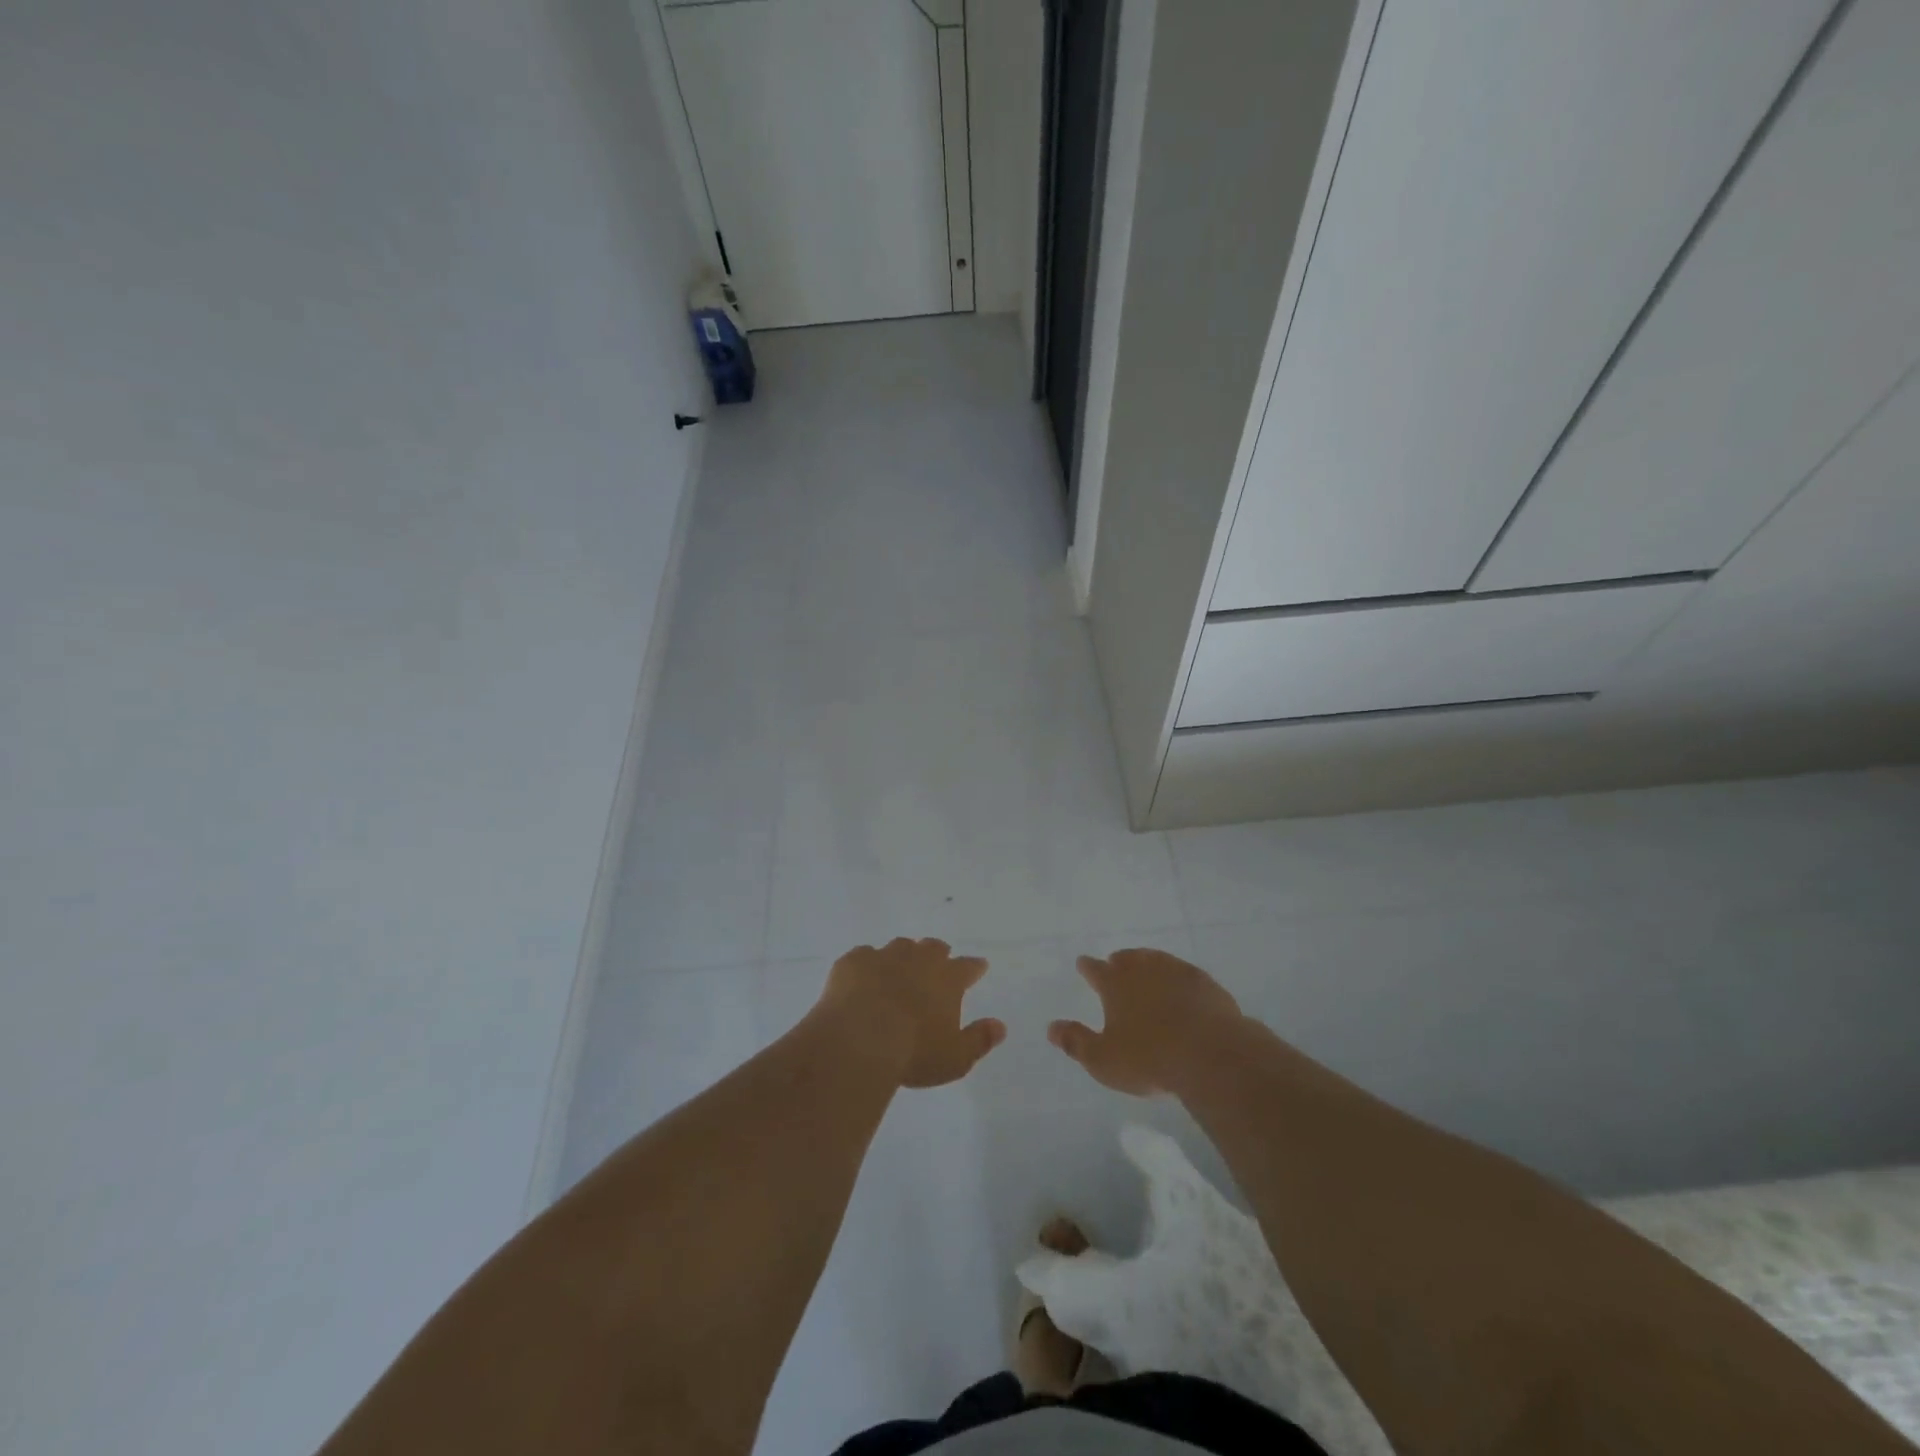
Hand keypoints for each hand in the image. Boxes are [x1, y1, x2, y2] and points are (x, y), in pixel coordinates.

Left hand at [814, 938, 1005, 1087]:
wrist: (859, 1041)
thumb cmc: (913, 1052)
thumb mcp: (955, 1058)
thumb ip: (979, 1040)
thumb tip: (1000, 1026)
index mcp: (947, 979)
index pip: (968, 967)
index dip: (974, 967)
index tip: (979, 967)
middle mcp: (918, 960)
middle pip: (933, 947)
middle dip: (938, 953)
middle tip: (938, 962)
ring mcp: (884, 957)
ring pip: (900, 946)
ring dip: (903, 955)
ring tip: (900, 968)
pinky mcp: (853, 962)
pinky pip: (864, 956)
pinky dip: (867, 965)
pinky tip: (863, 977)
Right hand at [1048, 948, 1243, 1095]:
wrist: (1211, 1055)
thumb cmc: (1149, 1059)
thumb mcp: (1103, 1060)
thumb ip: (1076, 1042)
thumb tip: (1051, 1027)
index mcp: (1115, 985)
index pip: (1095, 970)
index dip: (1087, 967)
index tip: (1082, 963)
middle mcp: (1143, 970)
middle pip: (1127, 958)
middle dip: (1119, 961)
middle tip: (1115, 961)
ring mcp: (1176, 972)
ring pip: (1156, 960)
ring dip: (1148, 962)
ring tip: (1146, 966)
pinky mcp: (1204, 983)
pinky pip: (1185, 973)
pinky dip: (1178, 977)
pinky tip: (1182, 985)